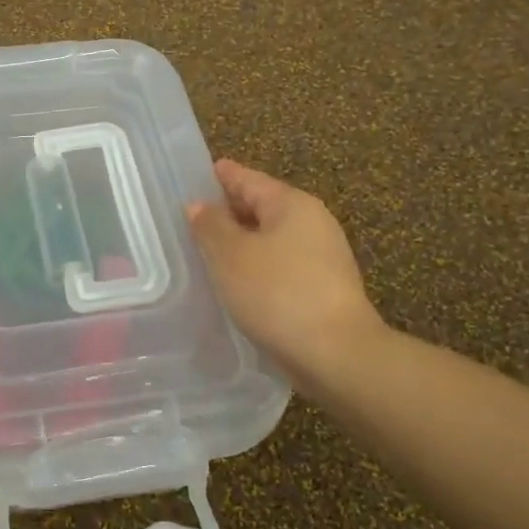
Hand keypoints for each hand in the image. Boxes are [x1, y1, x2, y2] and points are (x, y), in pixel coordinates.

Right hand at [187, 158, 382, 377]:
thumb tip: (199, 205)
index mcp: (291, 204)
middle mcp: (312, 222)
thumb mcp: (230, 255)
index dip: (220, 176)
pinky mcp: (323, 289)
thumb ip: (210, 225)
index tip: (196, 174)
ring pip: (270, 239)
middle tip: (191, 218)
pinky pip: (280, 265)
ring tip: (207, 252)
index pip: (248, 179)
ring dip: (241, 242)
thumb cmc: (277, 293)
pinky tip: (236, 282)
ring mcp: (322, 257)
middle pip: (262, 207)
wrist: (336, 354)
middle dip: (228, 211)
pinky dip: (256, 266)